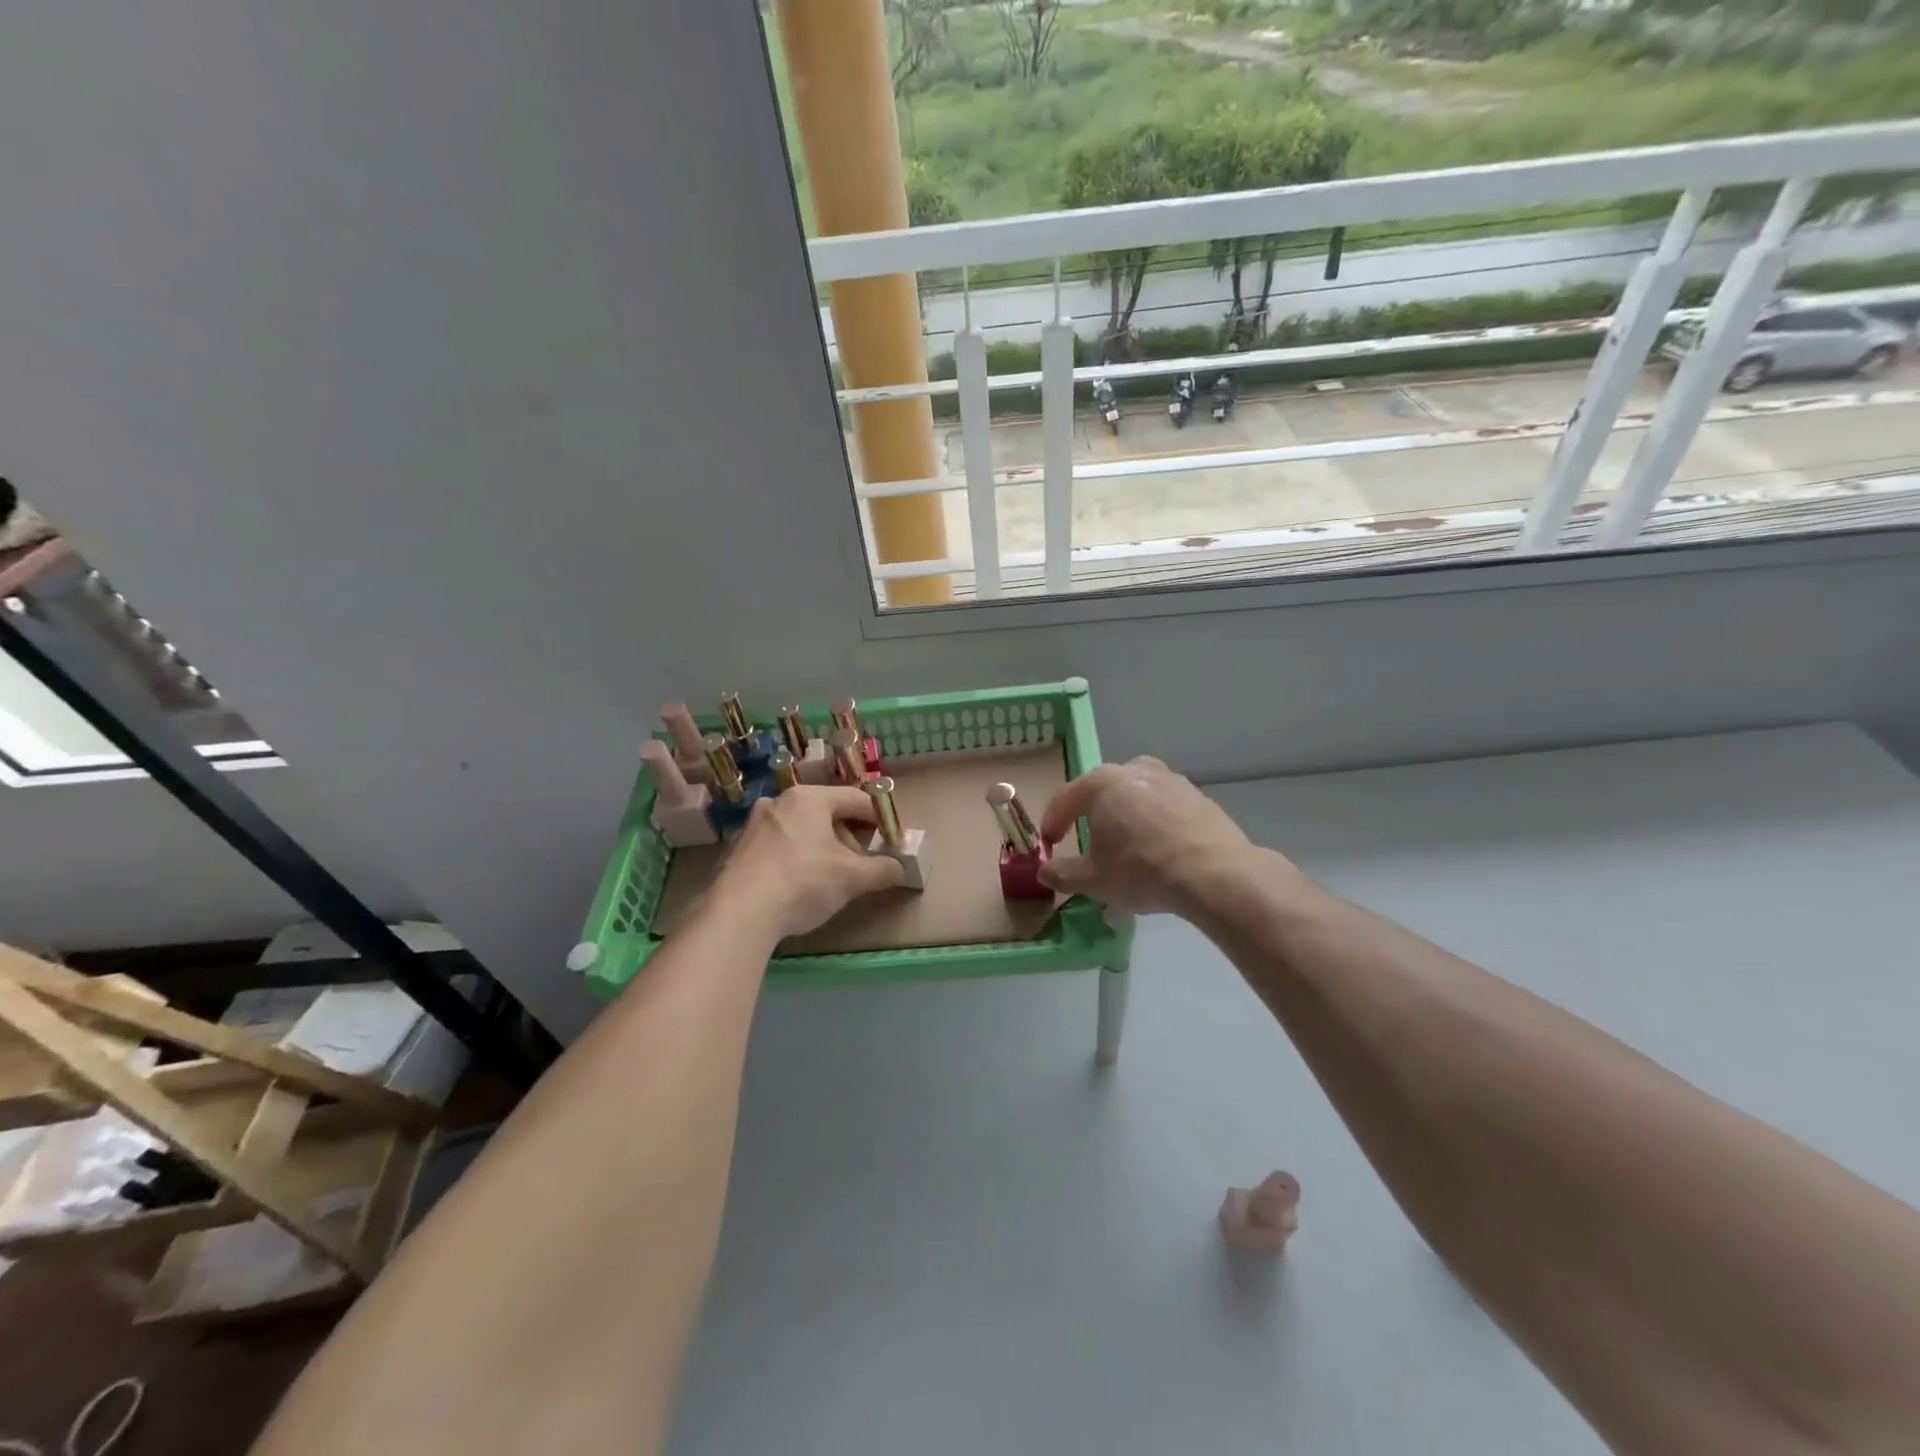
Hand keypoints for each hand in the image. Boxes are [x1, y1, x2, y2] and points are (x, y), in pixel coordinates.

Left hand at [707, 787, 906, 940]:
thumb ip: (882, 870)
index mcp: (809, 798)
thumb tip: (901, 869)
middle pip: (827, 812)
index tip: (892, 839)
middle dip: (850, 835)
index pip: (856, 799)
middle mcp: (779, 802)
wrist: (737, 913)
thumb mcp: (852, 878)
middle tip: (862, 861)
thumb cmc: (802, 882)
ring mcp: (754, 825)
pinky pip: (778, 846)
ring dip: (822, 847)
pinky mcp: (738, 850)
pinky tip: (799, 885)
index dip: (880, 818)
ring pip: (801, 829)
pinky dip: (795, 858)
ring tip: (832, 877)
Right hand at [1037, 756, 1260, 917]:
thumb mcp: (1092, 880)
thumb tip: (1044, 871)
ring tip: (1128, 859)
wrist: (1215, 873)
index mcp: (1101, 783)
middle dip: (1093, 823)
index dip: (1052, 823)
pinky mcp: (1199, 798)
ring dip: (1126, 826)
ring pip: (1136, 803)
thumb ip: (1061, 873)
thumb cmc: (1141, 869)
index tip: (1049, 846)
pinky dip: (1155, 829)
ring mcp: (1171, 780)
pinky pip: (1164, 812)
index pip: (1065, 799)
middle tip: (1090, 851)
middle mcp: (1135, 770)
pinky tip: (1159, 858)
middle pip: (1103, 796)